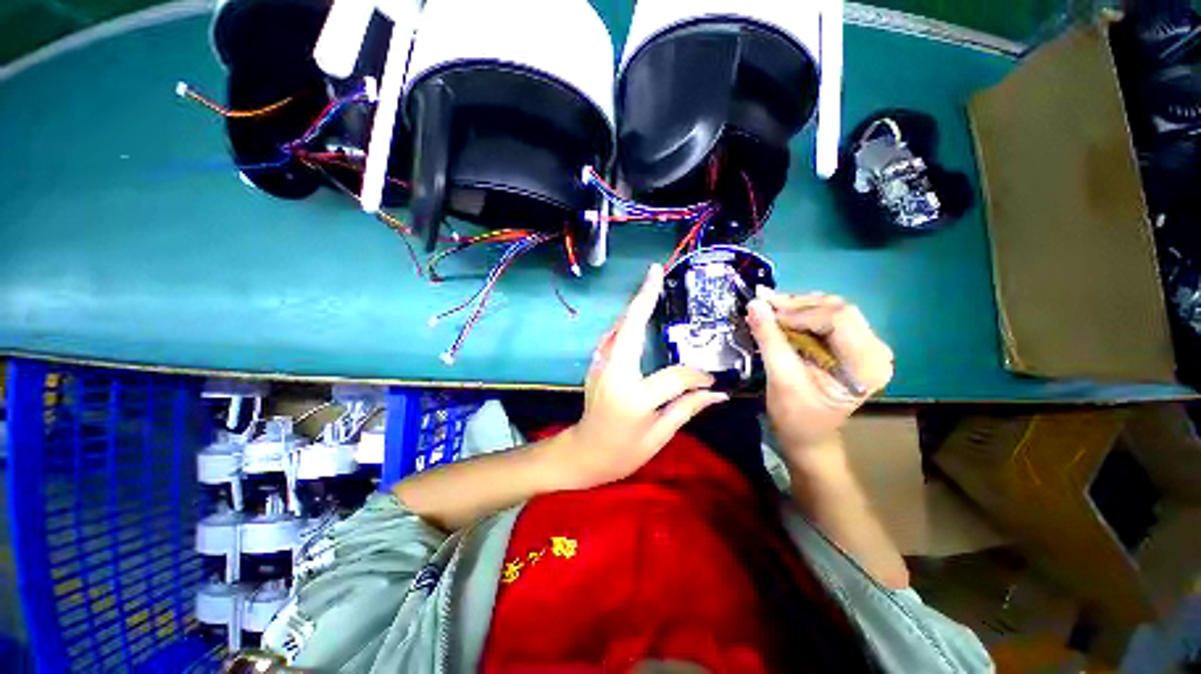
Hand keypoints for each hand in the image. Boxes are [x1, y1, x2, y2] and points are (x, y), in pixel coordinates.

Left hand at [541, 264, 728, 489]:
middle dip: (644, 298)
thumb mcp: (658, 436)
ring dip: (635, 307)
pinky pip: (614, 338)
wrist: (583, 453)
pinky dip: (627, 323)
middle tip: (656, 271)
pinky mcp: (596, 365)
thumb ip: (686, 408)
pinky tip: (637, 317)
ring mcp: (601, 366)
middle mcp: (614, 374)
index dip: (697, 376)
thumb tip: (719, 392)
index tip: (712, 380)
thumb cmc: (622, 453)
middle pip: (631, 329)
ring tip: (651, 286)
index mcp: (633, 397)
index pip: (674, 377)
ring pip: (620, 329)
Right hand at [745, 290, 892, 466]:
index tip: (764, 312)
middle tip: (763, 305)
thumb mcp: (780, 378)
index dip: (799, 311)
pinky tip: (780, 314)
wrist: (807, 435)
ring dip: (797, 306)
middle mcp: (875, 350)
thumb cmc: (796, 416)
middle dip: (796, 305)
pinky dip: (801, 313)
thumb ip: (770, 340)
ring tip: (768, 309)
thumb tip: (754, 304)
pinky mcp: (852, 344)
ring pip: (831, 308)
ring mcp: (866, 345)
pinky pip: (827, 317)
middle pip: (837, 309)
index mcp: (867, 365)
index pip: (838, 320)